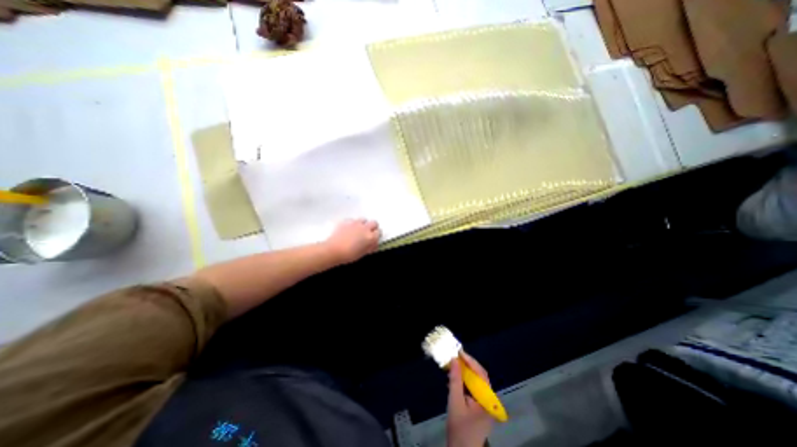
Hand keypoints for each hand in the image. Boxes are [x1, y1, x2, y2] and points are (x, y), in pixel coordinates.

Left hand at [327, 218, 382, 262]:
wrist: (333, 251)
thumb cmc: (348, 255)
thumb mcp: (363, 254)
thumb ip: (371, 247)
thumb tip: (373, 244)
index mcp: (371, 237)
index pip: (379, 232)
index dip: (376, 236)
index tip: (374, 238)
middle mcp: (365, 228)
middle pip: (374, 223)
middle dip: (372, 227)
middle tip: (368, 233)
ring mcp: (355, 224)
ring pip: (364, 219)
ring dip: (363, 224)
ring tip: (359, 230)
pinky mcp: (346, 222)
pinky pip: (352, 220)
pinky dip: (352, 224)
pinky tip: (349, 229)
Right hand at [448, 351, 493, 446]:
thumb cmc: (459, 429)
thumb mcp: (455, 402)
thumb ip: (455, 380)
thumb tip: (454, 360)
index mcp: (488, 401)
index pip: (481, 374)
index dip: (470, 361)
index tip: (459, 352)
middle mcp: (490, 401)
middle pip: (480, 377)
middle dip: (467, 365)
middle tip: (455, 356)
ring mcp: (486, 405)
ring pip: (476, 382)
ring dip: (465, 373)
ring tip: (453, 365)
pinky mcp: (480, 408)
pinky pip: (474, 389)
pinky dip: (465, 382)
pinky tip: (455, 379)